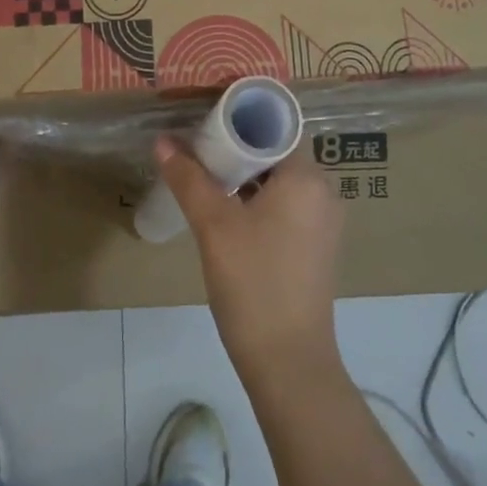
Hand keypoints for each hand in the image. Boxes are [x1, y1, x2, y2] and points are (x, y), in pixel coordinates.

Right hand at [155, 135, 344, 390]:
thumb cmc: (254, 283)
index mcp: (307, 176)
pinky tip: (227, 211)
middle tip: (197, 148)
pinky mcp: (316, 246)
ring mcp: (323, 221)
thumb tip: (163, 141)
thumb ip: (189, 178)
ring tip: (205, 176)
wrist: (289, 364)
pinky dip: (259, 200)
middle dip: (237, 149)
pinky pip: (286, 206)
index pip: (275, 128)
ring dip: (246, 176)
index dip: (239, 121)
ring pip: (280, 181)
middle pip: (276, 153)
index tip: (205, 121)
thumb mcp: (214, 226)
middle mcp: (323, 191)